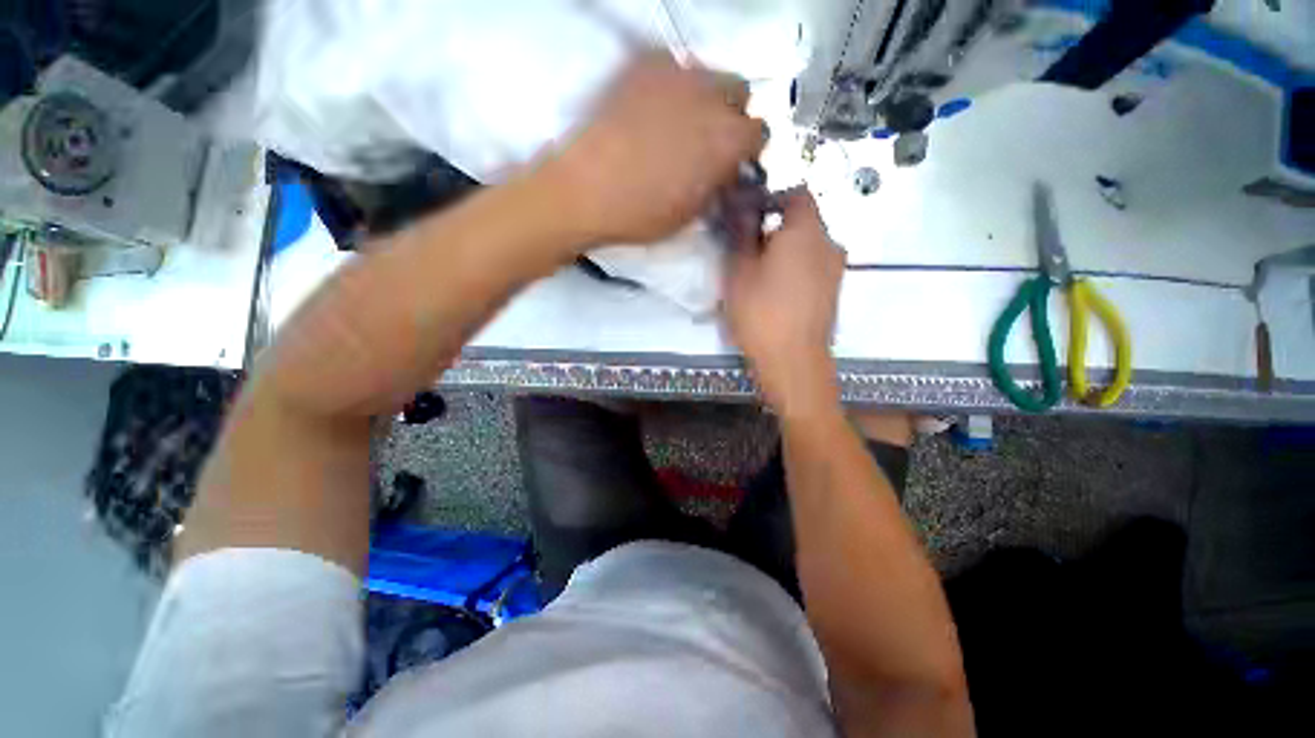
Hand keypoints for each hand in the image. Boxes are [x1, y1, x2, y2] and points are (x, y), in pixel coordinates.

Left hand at [546, 52, 765, 244]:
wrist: (586, 190)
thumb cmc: (642, 214)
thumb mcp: (692, 213)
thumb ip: (717, 184)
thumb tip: (724, 171)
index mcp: (728, 140)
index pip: (760, 133)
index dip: (747, 150)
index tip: (733, 162)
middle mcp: (712, 96)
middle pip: (740, 92)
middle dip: (731, 115)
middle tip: (708, 139)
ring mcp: (677, 73)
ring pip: (708, 74)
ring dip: (704, 97)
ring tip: (679, 122)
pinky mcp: (644, 63)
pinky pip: (672, 66)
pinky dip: (672, 85)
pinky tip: (653, 108)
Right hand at [724, 188, 844, 416]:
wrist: (793, 361)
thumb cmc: (761, 312)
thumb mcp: (739, 271)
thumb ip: (741, 234)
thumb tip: (743, 208)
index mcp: (807, 232)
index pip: (798, 194)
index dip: (773, 199)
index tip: (750, 218)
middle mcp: (830, 245)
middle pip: (803, 224)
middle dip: (775, 231)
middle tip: (747, 253)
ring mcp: (835, 272)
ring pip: (808, 249)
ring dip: (785, 253)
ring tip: (759, 278)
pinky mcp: (834, 294)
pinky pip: (814, 270)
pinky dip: (795, 272)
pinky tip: (775, 296)